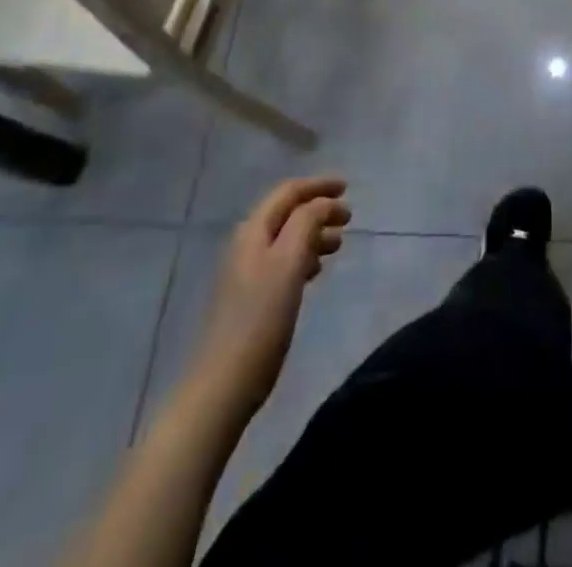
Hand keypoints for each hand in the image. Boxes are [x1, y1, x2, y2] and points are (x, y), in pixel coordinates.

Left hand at [197, 177, 350, 413]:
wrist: (222, 385)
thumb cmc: (260, 318)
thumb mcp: (289, 263)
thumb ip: (307, 223)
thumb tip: (324, 203)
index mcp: (253, 231)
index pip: (288, 192)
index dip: (318, 185)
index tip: (347, 188)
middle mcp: (247, 245)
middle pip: (287, 213)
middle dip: (318, 209)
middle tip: (349, 219)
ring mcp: (246, 272)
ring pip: (286, 238)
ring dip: (313, 233)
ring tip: (339, 244)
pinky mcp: (250, 297)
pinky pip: (282, 261)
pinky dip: (303, 256)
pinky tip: (315, 271)